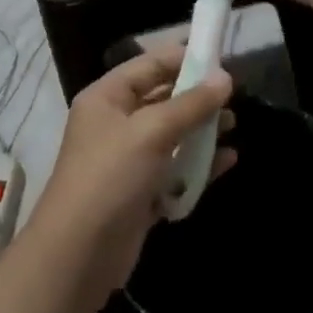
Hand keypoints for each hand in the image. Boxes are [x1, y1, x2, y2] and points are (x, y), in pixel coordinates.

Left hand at [32, 45, 235, 309]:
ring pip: (171, 134)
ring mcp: (127, 160)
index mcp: (107, 97)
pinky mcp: (140, 192)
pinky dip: (198, 164)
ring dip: (201, 129)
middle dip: (197, 96)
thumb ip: (190, 104)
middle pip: (162, 99)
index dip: (183, 59)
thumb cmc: (110, 177)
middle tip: (233, 97)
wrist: (78, 255)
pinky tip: (228, 160)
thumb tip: (225, 78)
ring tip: (234, 126)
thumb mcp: (151, 132)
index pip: (149, 65)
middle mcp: (115, 123)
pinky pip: (175, 169)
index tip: (221, 58)